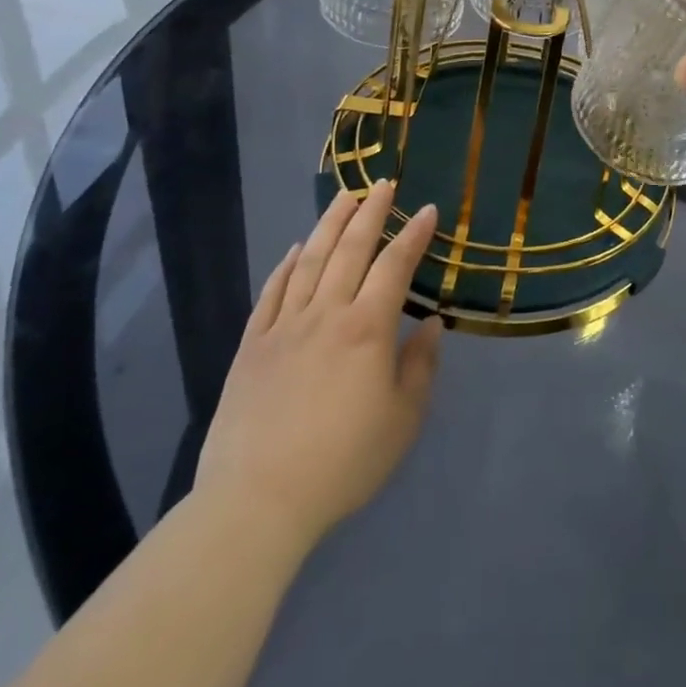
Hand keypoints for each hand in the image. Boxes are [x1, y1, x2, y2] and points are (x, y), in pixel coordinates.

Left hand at [194, 182, 443, 554]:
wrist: (257, 502)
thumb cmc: (342, 462)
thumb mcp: (402, 421)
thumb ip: (421, 366)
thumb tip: (433, 323)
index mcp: (367, 328)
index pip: (395, 265)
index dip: (413, 235)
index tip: (427, 209)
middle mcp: (326, 313)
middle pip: (350, 249)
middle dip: (370, 212)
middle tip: (383, 184)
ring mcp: (284, 327)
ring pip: (309, 260)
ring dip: (329, 224)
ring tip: (344, 197)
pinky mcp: (252, 346)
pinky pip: (271, 293)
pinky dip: (285, 265)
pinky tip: (295, 249)